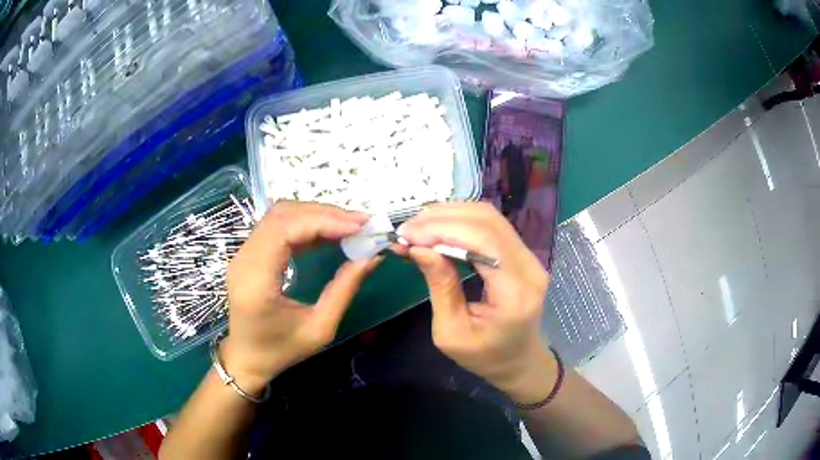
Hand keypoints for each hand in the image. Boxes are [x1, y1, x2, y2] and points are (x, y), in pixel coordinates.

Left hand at [223, 201, 380, 394]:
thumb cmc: (281, 351)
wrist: (246, 358)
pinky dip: (305, 223)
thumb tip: (372, 257)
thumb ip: (344, 289)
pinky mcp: (248, 252)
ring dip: (315, 214)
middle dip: (324, 213)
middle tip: (360, 223)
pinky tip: (328, 232)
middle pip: (282, 215)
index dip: (323, 221)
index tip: (358, 226)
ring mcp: (242, 253)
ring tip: (348, 224)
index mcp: (256, 280)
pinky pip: (277, 226)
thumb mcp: (319, 329)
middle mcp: (243, 259)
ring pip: (279, 215)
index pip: (285, 230)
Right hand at [396, 202, 554, 403]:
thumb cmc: (485, 356)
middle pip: (487, 221)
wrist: (519, 360)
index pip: (483, 240)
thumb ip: (440, 287)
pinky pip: (491, 225)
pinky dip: (460, 221)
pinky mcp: (522, 254)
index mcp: (515, 292)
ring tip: (417, 227)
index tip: (407, 235)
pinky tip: (437, 228)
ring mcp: (529, 257)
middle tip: (407, 229)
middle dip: (441, 218)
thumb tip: (418, 247)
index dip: (442, 230)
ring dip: (450, 215)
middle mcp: (529, 267)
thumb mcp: (452, 332)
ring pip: (489, 217)